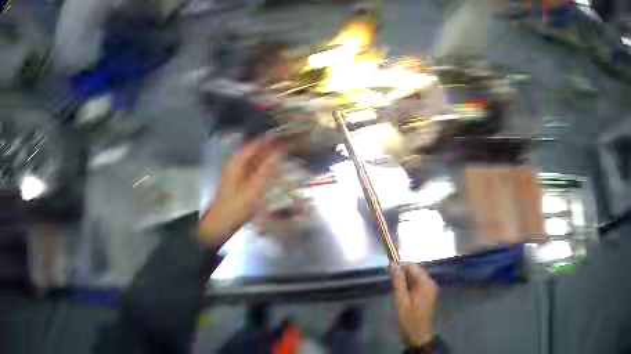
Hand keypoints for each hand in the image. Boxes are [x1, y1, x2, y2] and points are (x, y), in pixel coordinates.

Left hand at [199, 138, 282, 249]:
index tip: (287, 135)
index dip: (270, 139)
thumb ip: (268, 169)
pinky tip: (276, 170)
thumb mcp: (254, 188)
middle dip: (272, 147)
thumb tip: (281, 150)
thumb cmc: (236, 207)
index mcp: (237, 162)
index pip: (256, 143)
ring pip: (256, 161)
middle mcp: (237, 164)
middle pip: (256, 151)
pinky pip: (255, 171)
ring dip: (270, 158)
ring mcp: (239, 174)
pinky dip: (266, 169)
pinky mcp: (242, 183)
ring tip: (287, 155)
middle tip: (291, 145)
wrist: (220, 225)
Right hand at [392, 263, 437, 346]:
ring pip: (416, 278)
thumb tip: (394, 266)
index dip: (400, 266)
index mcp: (426, 283)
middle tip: (389, 279)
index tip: (388, 269)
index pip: (413, 267)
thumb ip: (398, 282)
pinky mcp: (428, 294)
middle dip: (402, 273)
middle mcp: (430, 283)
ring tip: (394, 287)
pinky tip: (401, 292)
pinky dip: (409, 285)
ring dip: (405, 280)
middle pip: (416, 271)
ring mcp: (430, 289)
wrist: (418, 334)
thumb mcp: (401, 300)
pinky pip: (418, 284)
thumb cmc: (409, 319)